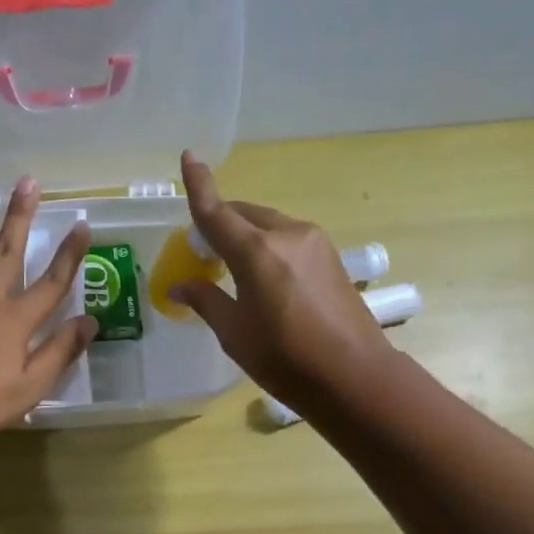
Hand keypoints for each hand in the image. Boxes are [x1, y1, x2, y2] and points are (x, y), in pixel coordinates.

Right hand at [172, 151, 392, 404]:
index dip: (199, 185)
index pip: (217, 212)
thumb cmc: (285, 359)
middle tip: (202, 249)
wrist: (355, 376)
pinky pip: (287, 238)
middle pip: (244, 214)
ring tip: (232, 265)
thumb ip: (206, 300)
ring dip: (245, 234)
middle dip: (221, 222)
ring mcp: (314, 242)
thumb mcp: (235, 333)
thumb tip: (179, 285)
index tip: (188, 156)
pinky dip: (267, 245)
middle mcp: (287, 234)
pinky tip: (263, 274)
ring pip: (268, 224)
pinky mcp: (330, 256)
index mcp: (256, 252)